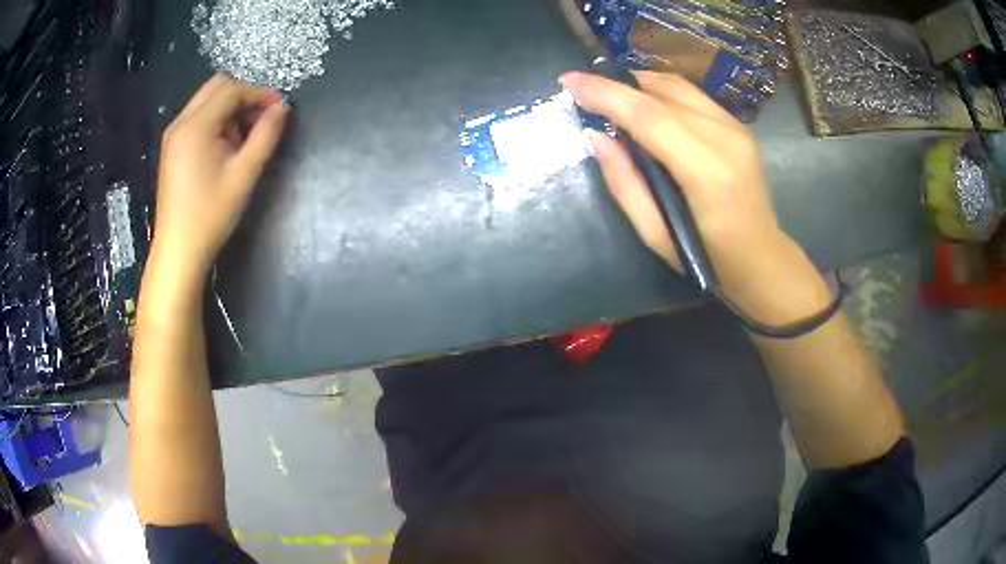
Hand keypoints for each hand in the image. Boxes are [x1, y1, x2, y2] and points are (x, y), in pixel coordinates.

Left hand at [153, 74, 287, 276]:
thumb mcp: (244, 175)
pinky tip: (224, 148)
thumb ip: (265, 136)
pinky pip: (197, 119)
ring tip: (244, 139)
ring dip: (229, 109)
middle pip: (216, 87)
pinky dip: (216, 122)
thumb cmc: (210, 215)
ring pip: (206, 102)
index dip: (259, 94)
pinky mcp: (172, 149)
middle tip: (262, 119)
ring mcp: (173, 136)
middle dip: (243, 96)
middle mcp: (180, 123)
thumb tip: (282, 108)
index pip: (232, 90)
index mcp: (196, 126)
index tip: (279, 109)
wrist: (178, 252)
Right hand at [561, 71, 830, 323]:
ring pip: (678, 86)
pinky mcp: (739, 126)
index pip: (649, 116)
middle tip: (583, 88)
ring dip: (638, 84)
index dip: (606, 93)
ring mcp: (736, 128)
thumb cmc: (709, 259)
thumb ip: (625, 183)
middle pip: (662, 93)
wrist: (763, 259)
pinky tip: (645, 104)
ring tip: (611, 94)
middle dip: (617, 84)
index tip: (569, 81)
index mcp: (707, 172)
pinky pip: (692, 96)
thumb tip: (596, 137)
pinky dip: (661, 92)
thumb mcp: (656, 235)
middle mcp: (725, 138)